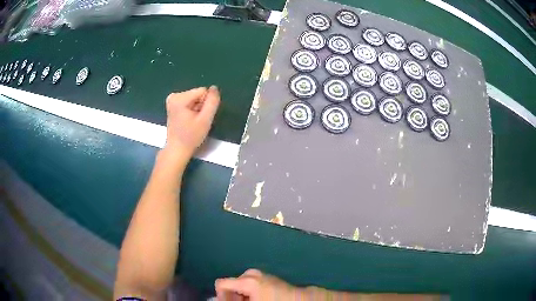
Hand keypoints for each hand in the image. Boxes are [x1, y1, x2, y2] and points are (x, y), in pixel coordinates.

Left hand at [164, 86, 219, 157]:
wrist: (177, 150)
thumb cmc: (191, 137)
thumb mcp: (205, 119)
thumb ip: (212, 102)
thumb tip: (214, 88)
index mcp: (179, 98)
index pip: (203, 91)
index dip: (206, 104)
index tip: (201, 117)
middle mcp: (174, 96)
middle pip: (198, 94)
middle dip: (201, 106)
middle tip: (197, 121)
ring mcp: (172, 100)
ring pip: (194, 99)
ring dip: (197, 110)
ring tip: (193, 122)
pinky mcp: (172, 105)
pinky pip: (189, 102)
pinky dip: (191, 111)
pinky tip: (189, 121)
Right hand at [215, 269, 300, 300]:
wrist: (300, 300)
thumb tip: (216, 300)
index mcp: (246, 280)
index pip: (221, 284)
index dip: (222, 296)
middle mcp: (251, 274)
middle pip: (231, 285)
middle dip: (233, 297)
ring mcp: (261, 275)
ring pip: (241, 286)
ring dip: (241, 296)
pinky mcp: (268, 278)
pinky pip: (251, 285)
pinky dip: (250, 294)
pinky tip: (258, 300)